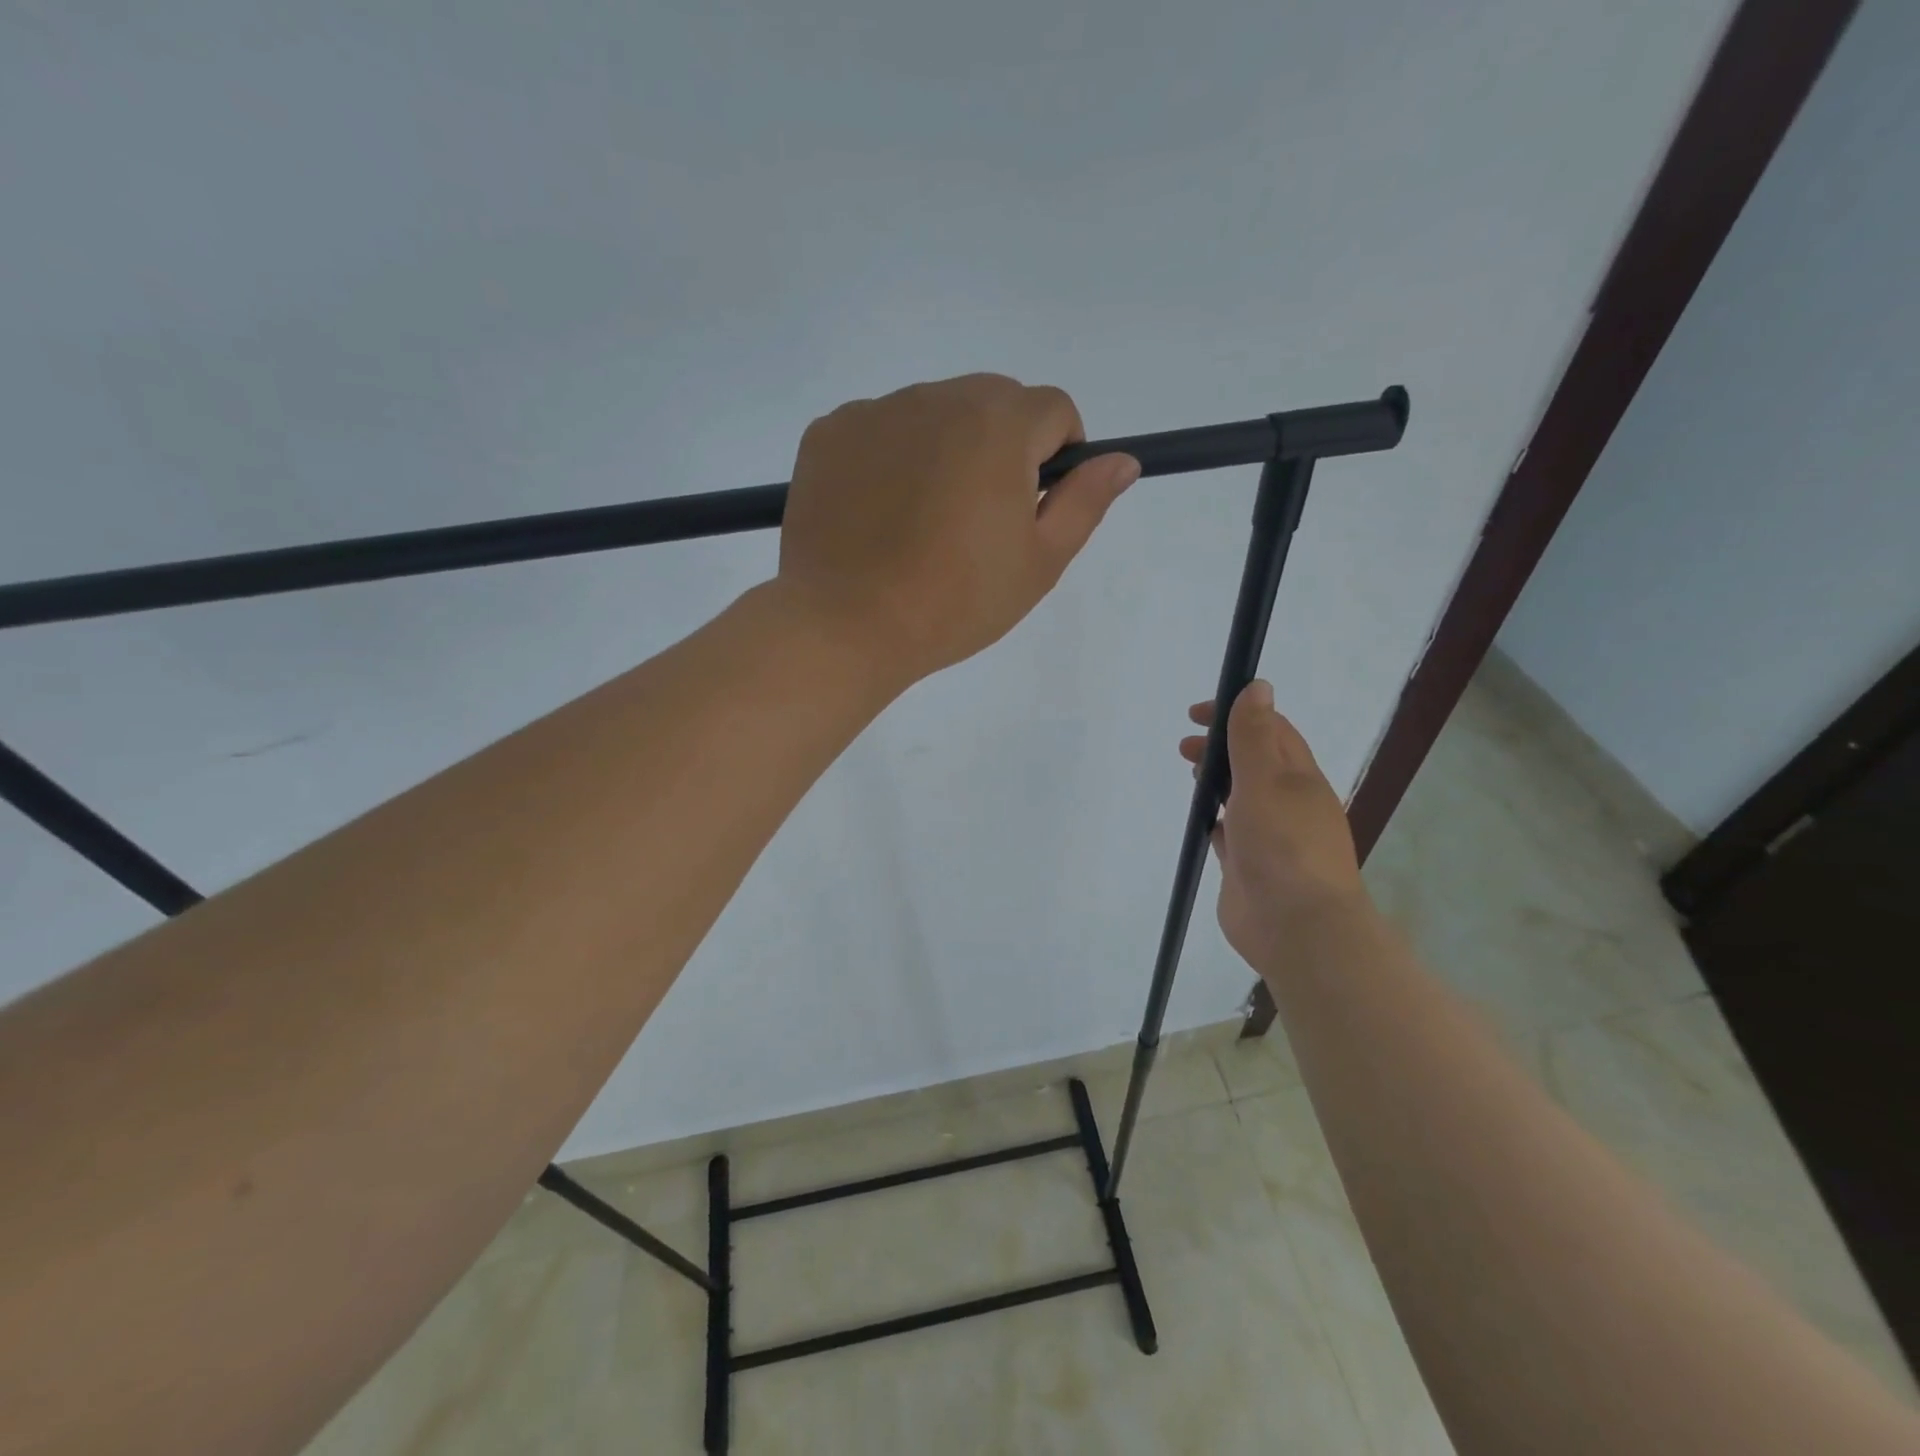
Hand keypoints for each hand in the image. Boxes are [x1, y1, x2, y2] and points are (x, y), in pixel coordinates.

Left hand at [776, 374, 1139, 690]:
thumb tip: (1122, 460)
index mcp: (998, 424)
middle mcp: (937, 398)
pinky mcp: (829, 433)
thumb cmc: (956, 601)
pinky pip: (879, 429)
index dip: (1058, 454)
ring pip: (934, 413)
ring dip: (945, 448)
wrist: (847, 625)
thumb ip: (1084, 502)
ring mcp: (875, 411)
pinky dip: (891, 457)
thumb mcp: (1039, 562)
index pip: (1053, 409)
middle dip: (1002, 447)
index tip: (1035, 505)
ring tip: (923, 521)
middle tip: (979, 520)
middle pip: (993, 402)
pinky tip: (880, 513)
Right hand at [1180, 681, 1370, 974]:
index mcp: (1299, 779)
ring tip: (1190, 774)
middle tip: (1185, 748)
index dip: (1236, 714)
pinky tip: (1199, 820)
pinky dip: (1214, 819)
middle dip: (1220, 747)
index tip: (1197, 714)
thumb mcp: (1266, 781)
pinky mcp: (1248, 866)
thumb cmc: (1283, 846)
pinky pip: (1229, 833)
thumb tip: (1258, 686)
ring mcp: (1269, 837)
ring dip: (1217, 780)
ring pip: (1241, 797)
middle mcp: (1287, 804)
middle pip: (1254, 762)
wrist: (1296, 927)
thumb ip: (1255, 736)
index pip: (1271, 731)